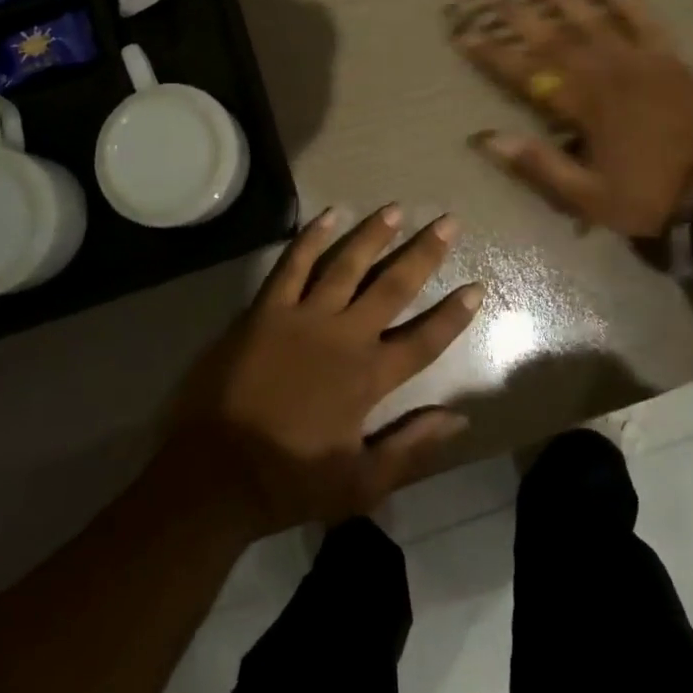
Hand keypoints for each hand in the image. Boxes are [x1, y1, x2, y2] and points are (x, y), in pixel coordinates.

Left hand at [165, 207, 482, 535]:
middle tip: (448, 222)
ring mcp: (303, 317)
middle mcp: (343, 336)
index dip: (452, 315)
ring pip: (346, 265)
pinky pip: (293, 265)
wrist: (217, 473)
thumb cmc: (290, 481)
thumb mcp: (361, 483)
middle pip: (392, 287)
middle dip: (423, 254)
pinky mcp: (267, 310)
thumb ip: (411, 448)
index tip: (476, 287)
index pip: (423, 340)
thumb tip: (458, 419)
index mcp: (368, 378)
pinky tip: (328, 215)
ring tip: (395, 209)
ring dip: (373, 236)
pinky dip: (311, 238)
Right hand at [451, 0, 692, 236]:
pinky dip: (631, 4)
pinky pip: (648, 23)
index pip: (527, 73)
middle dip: (518, 14)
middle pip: (554, 37)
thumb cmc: (649, 195)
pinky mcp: (671, 59)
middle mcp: (606, 73)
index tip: (466, 34)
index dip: (494, 53)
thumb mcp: (589, 196)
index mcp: (584, 105)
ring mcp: (641, 61)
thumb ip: (540, 164)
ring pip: (595, 20)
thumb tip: (489, 138)